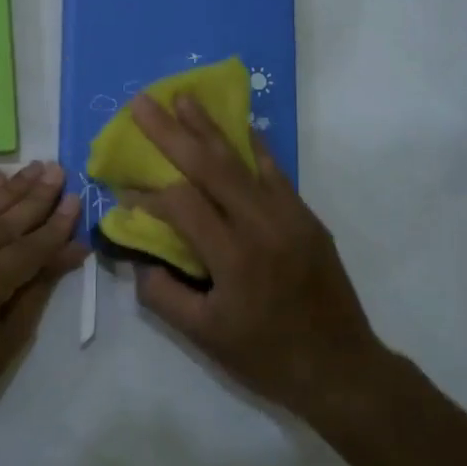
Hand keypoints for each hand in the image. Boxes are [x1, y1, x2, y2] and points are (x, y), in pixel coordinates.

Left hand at [0, 162, 85, 431]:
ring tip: (32, 167)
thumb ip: (39, 287)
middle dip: (35, 195)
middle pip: (3, 220)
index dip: (56, 224)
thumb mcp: (9, 339)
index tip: (76, 199)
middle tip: (58, 169)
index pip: (28, 246)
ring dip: (6, 188)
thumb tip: (72, 249)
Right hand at [126, 94, 385, 425]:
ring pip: (244, 159)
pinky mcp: (306, 216)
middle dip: (172, 131)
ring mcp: (290, 215)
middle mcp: (263, 225)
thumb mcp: (204, 336)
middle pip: (210, 166)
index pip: (182, 205)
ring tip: (185, 98)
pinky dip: (252, 146)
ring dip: (210, 127)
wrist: (342, 368)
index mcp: (234, 257)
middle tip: (143, 102)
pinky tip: (239, 126)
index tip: (124, 192)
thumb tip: (139, 258)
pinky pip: (274, 171)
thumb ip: (163, 294)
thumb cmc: (267, 356)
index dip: (148, 195)